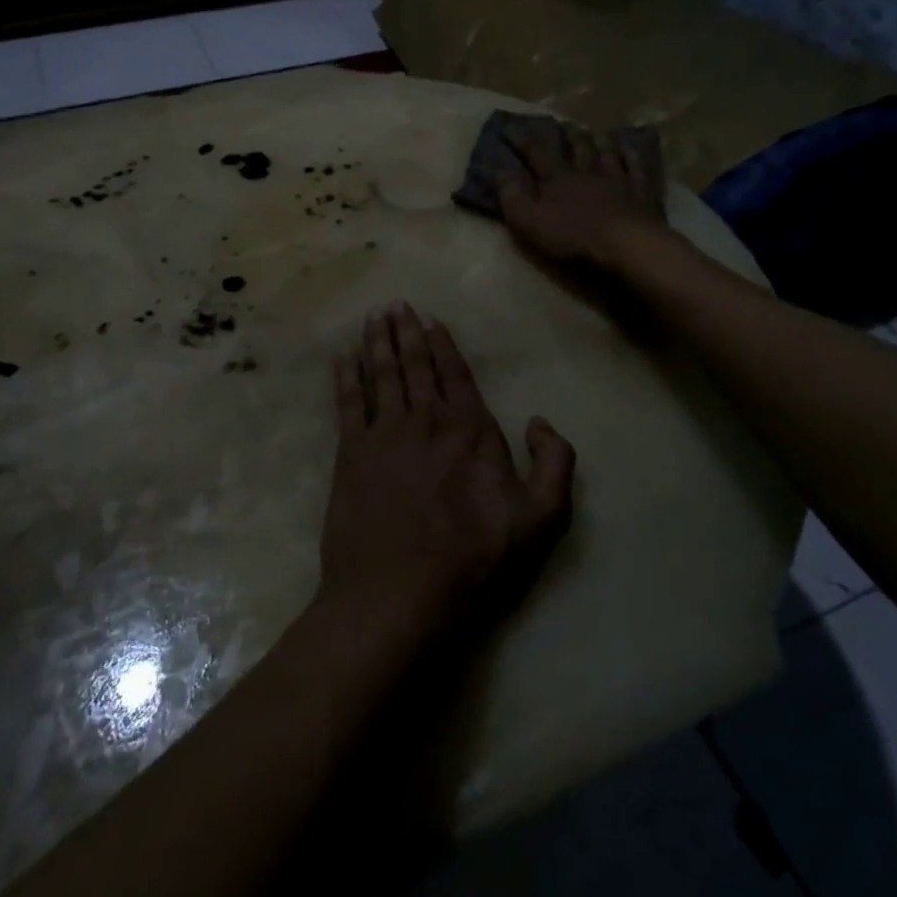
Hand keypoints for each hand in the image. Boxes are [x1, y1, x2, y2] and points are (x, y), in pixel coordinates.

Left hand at [319, 303, 575, 650]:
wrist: (398, 592)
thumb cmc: (473, 559)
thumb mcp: (540, 520)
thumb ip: (555, 464)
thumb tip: (540, 421)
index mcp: (469, 430)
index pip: (455, 374)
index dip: (442, 344)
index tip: (431, 319)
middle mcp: (425, 420)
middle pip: (414, 365)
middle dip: (405, 331)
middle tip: (395, 303)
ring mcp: (383, 434)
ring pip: (380, 374)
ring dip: (376, 342)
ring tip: (372, 317)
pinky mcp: (350, 454)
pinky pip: (347, 402)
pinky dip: (345, 376)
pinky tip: (342, 357)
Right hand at [497, 122, 670, 270]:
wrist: (626, 245)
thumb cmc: (572, 237)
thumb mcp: (529, 221)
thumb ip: (512, 196)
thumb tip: (500, 169)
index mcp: (557, 179)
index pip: (536, 153)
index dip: (522, 140)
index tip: (510, 127)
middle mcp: (586, 172)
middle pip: (576, 148)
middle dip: (567, 135)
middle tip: (563, 123)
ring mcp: (617, 179)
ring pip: (606, 153)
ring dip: (600, 141)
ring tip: (596, 132)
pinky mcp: (642, 191)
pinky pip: (637, 166)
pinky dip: (632, 154)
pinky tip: (631, 147)